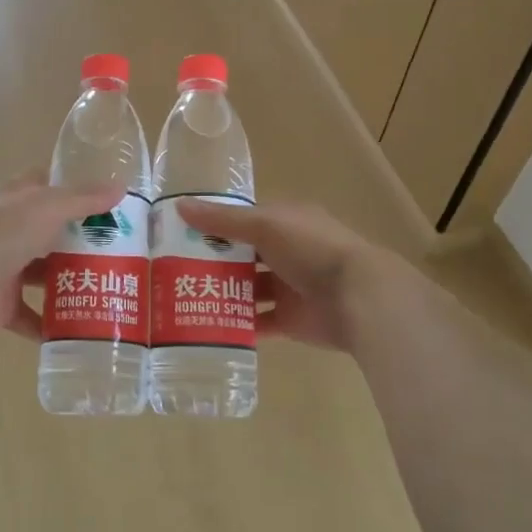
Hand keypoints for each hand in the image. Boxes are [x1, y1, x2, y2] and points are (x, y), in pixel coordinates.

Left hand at [0, 173, 126, 340]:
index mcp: (10, 199)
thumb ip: (83, 198)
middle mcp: (4, 230)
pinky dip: (50, 323)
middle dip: (76, 240)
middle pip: (45, 232)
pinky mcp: (0, 305)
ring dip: (66, 281)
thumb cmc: (2, 233)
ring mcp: (0, 268)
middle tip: (116, 250)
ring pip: (39, 273)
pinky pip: (30, 315)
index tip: (103, 200)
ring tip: (105, 287)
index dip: (69, 189)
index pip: (41, 186)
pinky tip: (79, 327)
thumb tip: (120, 188)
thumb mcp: (48, 206)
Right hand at [176, 198, 417, 352]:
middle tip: (171, 270)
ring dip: (221, 294)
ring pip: (247, 289)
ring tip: (182, 299)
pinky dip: (236, 324)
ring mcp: (288, 287)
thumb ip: (223, 219)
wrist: (359, 298)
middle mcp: (286, 252)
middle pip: (242, 256)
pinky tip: (206, 326)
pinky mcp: (290, 320)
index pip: (242, 220)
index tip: (178, 234)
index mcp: (285, 222)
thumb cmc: (312, 249)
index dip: (213, 225)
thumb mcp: (264, 225)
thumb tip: (179, 206)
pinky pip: (257, 322)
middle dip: (212, 262)